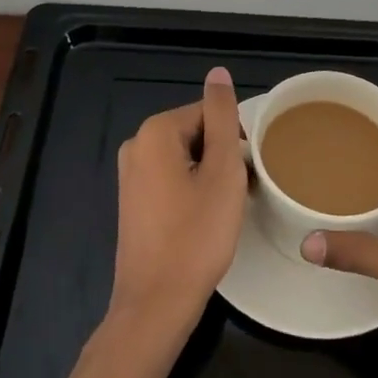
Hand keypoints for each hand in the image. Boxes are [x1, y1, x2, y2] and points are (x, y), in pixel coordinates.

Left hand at [107, 67, 247, 342]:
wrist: (156, 304)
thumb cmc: (196, 236)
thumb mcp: (222, 172)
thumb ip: (222, 117)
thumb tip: (218, 72)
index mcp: (155, 131)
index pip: (209, 113)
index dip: (234, 140)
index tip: (247, 172)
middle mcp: (136, 145)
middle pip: (196, 133)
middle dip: (222, 156)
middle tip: (240, 192)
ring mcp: (131, 175)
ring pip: (186, 158)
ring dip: (210, 175)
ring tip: (225, 208)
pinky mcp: (133, 201)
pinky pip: (172, 179)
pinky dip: (193, 190)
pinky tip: (205, 219)